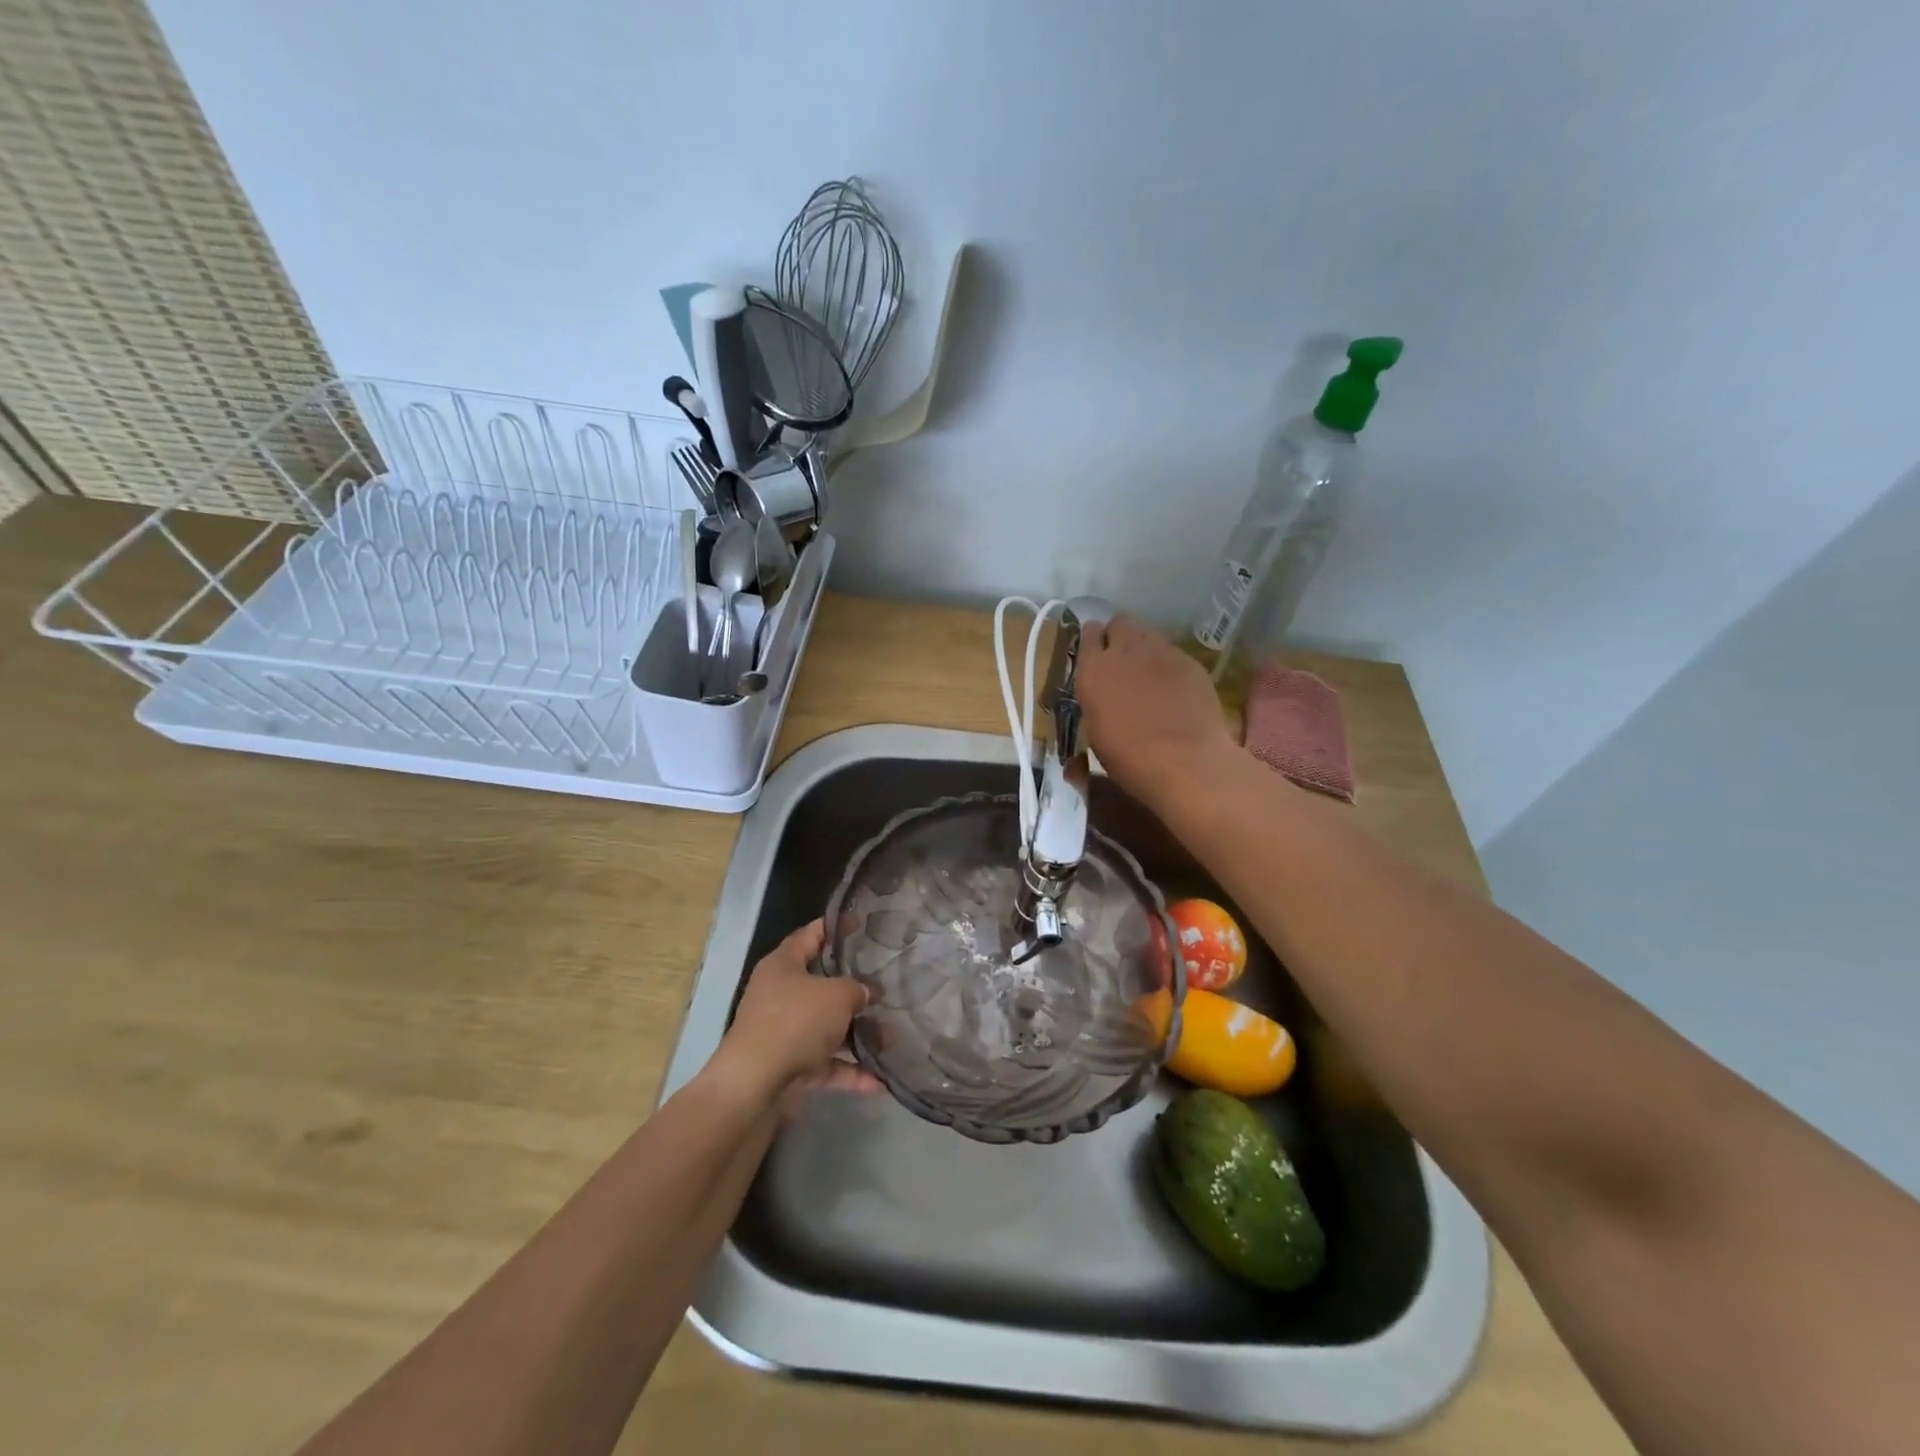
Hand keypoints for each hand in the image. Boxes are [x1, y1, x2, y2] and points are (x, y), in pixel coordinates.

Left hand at [707, 921, 879, 1116]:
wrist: (755, 1087)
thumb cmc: (795, 1022)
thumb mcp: (836, 995)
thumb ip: (857, 989)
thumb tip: (866, 993)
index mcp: (783, 965)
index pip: (811, 935)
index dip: (835, 927)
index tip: (861, 923)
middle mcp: (781, 995)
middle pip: (822, 985)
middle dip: (855, 989)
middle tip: (886, 986)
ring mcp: (785, 1032)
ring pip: (828, 1027)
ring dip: (859, 1034)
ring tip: (892, 1039)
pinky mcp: (791, 1066)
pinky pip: (827, 1064)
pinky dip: (851, 1071)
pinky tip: (880, 1081)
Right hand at [1074, 615, 1238, 808]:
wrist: (1182, 759)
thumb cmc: (1128, 757)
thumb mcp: (1097, 732)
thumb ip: (1098, 702)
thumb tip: (1103, 699)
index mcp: (1093, 669)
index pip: (1089, 634)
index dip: (1094, 641)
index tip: (1097, 654)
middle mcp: (1125, 650)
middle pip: (1121, 623)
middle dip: (1120, 635)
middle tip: (1124, 661)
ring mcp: (1161, 652)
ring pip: (1149, 634)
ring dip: (1146, 648)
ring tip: (1151, 674)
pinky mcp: (1189, 661)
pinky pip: (1174, 653)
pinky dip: (1171, 664)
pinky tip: (1176, 688)